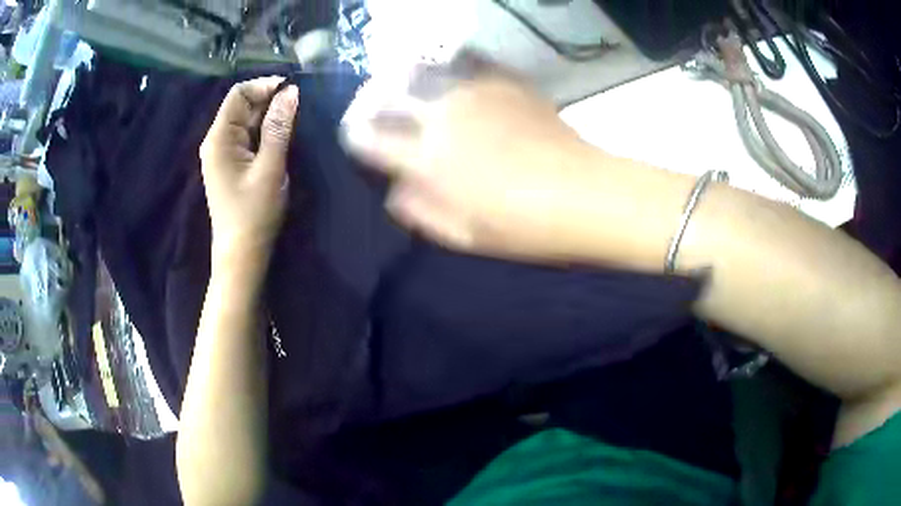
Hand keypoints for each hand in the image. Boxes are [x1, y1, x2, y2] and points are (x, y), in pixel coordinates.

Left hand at [200, 77, 298, 259]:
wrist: (242, 254)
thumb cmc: (254, 213)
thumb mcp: (270, 167)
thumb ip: (279, 127)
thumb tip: (291, 91)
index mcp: (219, 137)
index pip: (239, 93)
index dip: (265, 86)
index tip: (293, 91)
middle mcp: (217, 140)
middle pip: (243, 106)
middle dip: (270, 102)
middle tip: (299, 111)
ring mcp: (223, 153)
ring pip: (248, 121)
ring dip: (270, 118)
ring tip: (295, 124)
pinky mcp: (232, 164)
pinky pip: (249, 137)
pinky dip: (266, 133)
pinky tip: (283, 139)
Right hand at [342, 54, 601, 259]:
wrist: (585, 194)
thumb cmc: (522, 226)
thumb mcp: (463, 236)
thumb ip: (421, 210)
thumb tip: (394, 190)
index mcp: (428, 159)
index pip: (372, 138)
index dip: (357, 136)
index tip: (355, 137)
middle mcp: (443, 116)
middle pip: (391, 96)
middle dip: (374, 102)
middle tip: (374, 108)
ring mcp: (475, 93)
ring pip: (424, 72)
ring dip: (407, 79)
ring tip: (405, 84)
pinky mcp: (505, 82)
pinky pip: (467, 65)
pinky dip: (451, 69)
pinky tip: (454, 78)